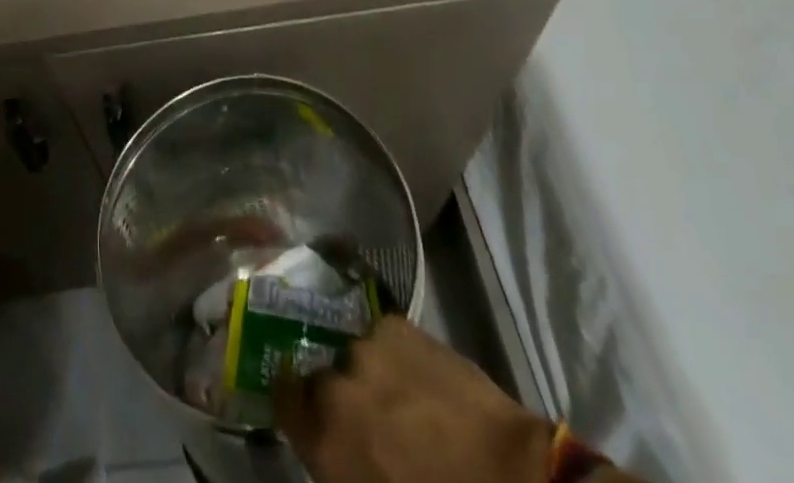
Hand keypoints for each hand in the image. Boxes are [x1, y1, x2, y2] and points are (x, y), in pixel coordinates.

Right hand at [275, 317, 551, 482]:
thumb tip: (335, 445)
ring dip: (366, 375)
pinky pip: (381, 339)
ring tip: (397, 401)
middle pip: (320, 377)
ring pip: (352, 356)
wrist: (510, 479)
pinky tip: (415, 380)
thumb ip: (341, 465)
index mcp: (324, 432)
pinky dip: (391, 358)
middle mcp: (334, 379)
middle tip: (366, 424)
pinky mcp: (398, 324)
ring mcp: (365, 345)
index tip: (304, 414)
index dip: (292, 405)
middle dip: (337, 396)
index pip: (283, 398)